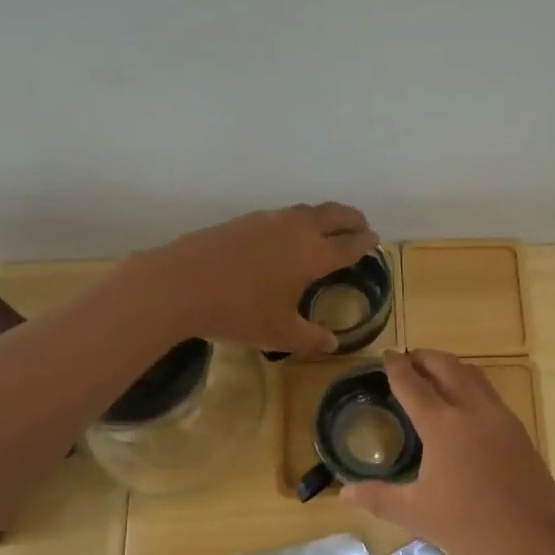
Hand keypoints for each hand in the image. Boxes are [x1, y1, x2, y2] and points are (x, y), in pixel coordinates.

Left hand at [131, 203, 377, 354]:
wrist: (180, 284)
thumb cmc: (238, 311)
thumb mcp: (279, 333)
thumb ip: (310, 338)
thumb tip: (333, 343)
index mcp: (312, 255)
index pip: (348, 245)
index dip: (364, 243)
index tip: (374, 239)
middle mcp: (295, 230)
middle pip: (332, 215)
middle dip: (351, 218)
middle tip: (361, 225)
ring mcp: (266, 220)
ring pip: (305, 211)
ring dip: (323, 216)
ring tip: (326, 227)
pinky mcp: (242, 220)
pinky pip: (280, 216)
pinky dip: (295, 221)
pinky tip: (284, 236)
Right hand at [342, 351, 554, 554]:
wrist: (537, 544)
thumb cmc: (471, 528)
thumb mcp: (418, 515)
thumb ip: (379, 498)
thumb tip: (345, 491)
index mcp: (443, 425)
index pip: (413, 384)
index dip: (396, 367)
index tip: (385, 355)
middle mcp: (473, 410)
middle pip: (446, 367)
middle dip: (424, 357)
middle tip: (407, 360)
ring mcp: (500, 417)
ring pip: (473, 375)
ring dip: (449, 366)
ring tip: (433, 375)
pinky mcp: (518, 431)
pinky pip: (489, 393)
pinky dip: (470, 384)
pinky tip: (463, 406)